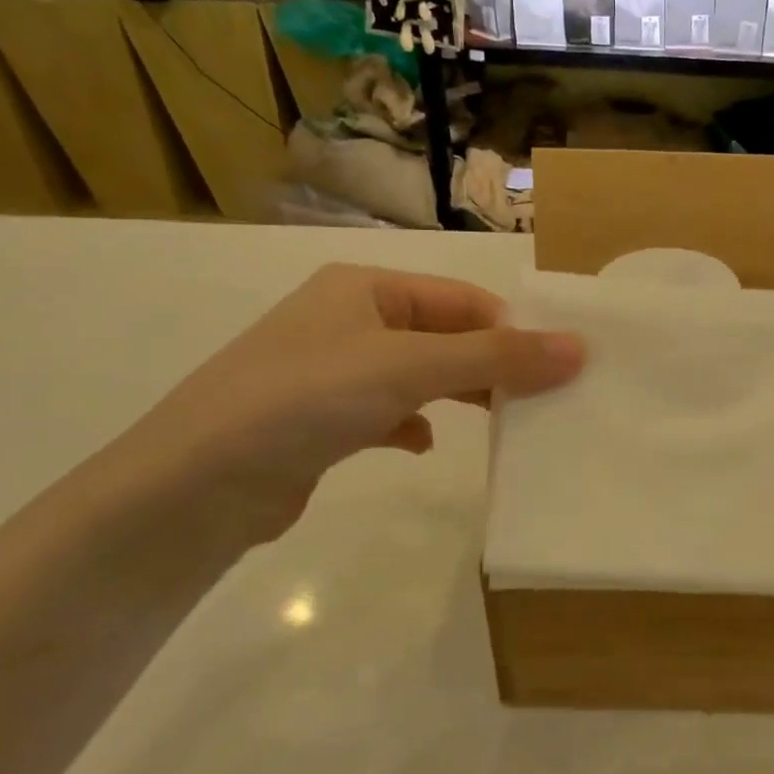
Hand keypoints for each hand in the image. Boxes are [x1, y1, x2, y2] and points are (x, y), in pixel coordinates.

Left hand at [112, 265, 583, 548]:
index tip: (560, 364)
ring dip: (458, 394)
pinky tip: (423, 445)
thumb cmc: (306, 400)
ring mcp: (333, 371)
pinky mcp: (322, 421)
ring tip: (502, 421)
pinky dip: (413, 424)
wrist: (195, 486)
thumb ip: (495, 358)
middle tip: (543, 397)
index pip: (462, 298)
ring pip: (419, 375)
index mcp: (366, 287)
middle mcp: (349, 320)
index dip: (513, 327)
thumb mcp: (409, 368)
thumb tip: (578, 347)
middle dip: (490, 365)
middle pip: (443, 335)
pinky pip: (387, 412)